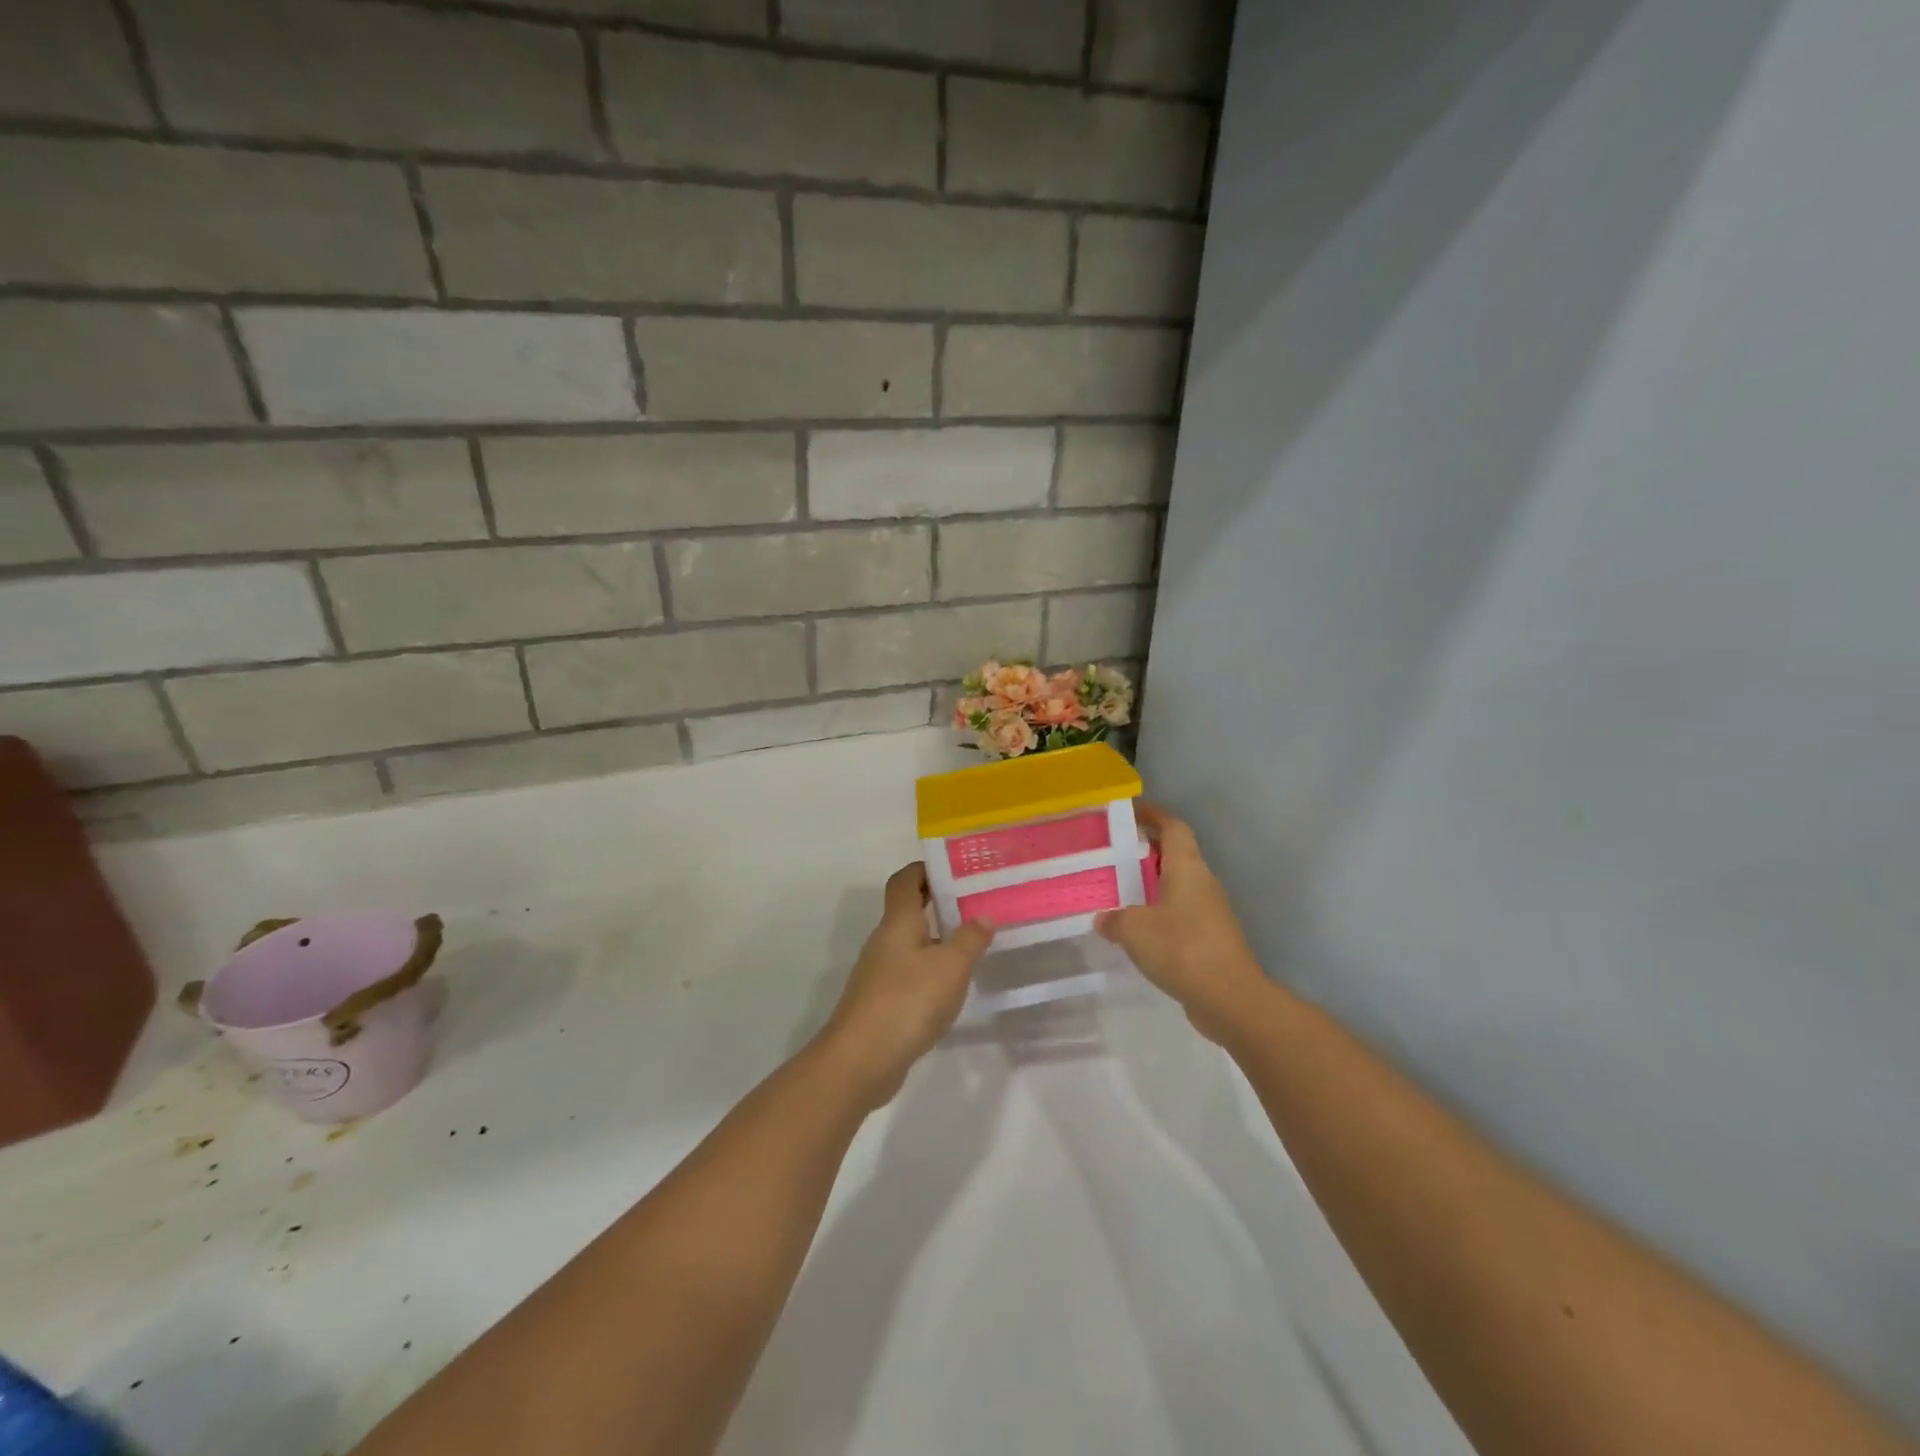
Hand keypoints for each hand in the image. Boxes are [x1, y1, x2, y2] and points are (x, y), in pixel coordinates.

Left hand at [816, 864, 994, 1107]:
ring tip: (973, 943)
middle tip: (975, 904)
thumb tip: (983, 915)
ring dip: (937, 939)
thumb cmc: (907, 1001)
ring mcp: (880, 973)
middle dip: (938, 903)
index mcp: (898, 922)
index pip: (905, 880)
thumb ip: (970, 939)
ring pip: (910, 943)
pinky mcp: (882, 1002)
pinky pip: (909, 973)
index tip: (955, 870)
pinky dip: (930, 971)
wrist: (860, 1060)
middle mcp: (884, 941)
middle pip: (908, 910)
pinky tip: (952, 986)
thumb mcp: (951, 967)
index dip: (925, 869)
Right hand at [1096, 804, 1268, 1042]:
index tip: (1130, 809)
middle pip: (1176, 854)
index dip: (1153, 814)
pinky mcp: (1212, 940)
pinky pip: (1181, 914)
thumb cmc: (1182, 948)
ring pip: (1179, 886)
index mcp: (1187, 868)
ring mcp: (1211, 912)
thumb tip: (1104, 919)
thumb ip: (1114, 920)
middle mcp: (1203, 883)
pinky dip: (1160, 914)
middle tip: (1114, 853)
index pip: (1173, 827)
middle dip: (1148, 850)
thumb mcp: (1134, 929)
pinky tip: (1138, 931)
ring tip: (1120, 891)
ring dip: (1153, 885)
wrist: (1231, 999)